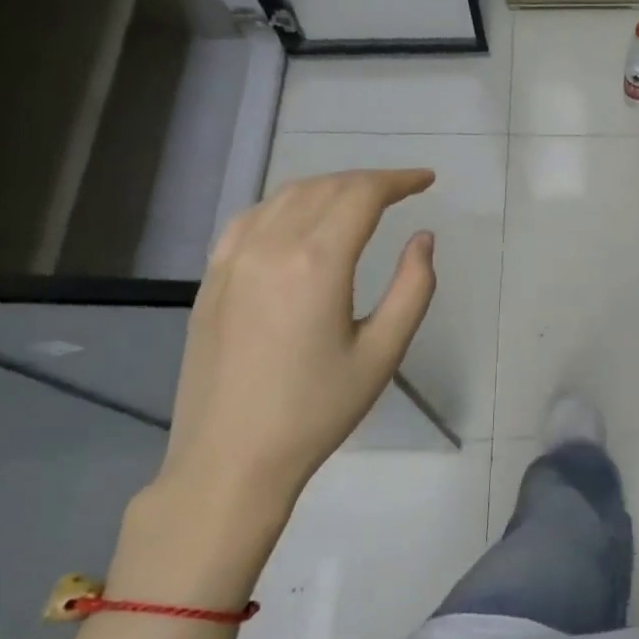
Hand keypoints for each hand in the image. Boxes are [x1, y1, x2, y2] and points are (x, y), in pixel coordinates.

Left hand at [157, 169, 437, 515]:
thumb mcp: (383, 352)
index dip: (398, 180)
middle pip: (324, 188)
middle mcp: (270, 246)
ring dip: (328, 187)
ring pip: (285, 196)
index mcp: (317, 262)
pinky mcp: (211, 278)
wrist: (231, 458)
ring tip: (359, 200)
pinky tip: (299, 220)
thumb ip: (412, 288)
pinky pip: (250, 218)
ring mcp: (232, 259)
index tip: (426, 181)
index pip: (361, 195)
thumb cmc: (317, 410)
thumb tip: (422, 239)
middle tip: (402, 190)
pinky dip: (285, 205)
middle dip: (368, 181)